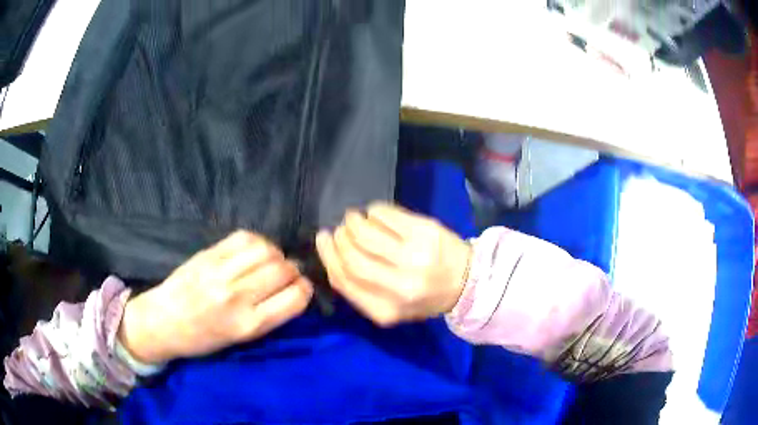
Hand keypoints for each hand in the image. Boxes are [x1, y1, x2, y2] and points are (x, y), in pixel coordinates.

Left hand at [118, 231, 312, 363]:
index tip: (300, 290)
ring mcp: (222, 271)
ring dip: (276, 254)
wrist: (163, 321)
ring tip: (269, 262)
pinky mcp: (209, 254)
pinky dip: (258, 242)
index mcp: (248, 325)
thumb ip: (267, 315)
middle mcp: (238, 296)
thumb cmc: (203, 339)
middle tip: (285, 276)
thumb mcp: (240, 340)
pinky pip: (245, 237)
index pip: (295, 298)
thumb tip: (291, 290)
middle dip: (293, 271)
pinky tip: (253, 251)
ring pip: (267, 250)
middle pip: (284, 269)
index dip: (304, 290)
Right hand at [316, 203, 470, 326]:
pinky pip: (385, 215)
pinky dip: (373, 211)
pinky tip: (374, 214)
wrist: (467, 282)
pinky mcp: (425, 231)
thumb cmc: (424, 296)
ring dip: (353, 221)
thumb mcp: (391, 308)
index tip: (323, 240)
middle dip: (339, 238)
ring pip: (365, 233)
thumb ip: (360, 290)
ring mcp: (414, 257)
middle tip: (340, 229)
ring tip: (354, 219)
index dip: (327, 256)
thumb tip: (332, 255)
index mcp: (386, 310)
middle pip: (352, 256)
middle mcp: (400, 286)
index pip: (343, 279)